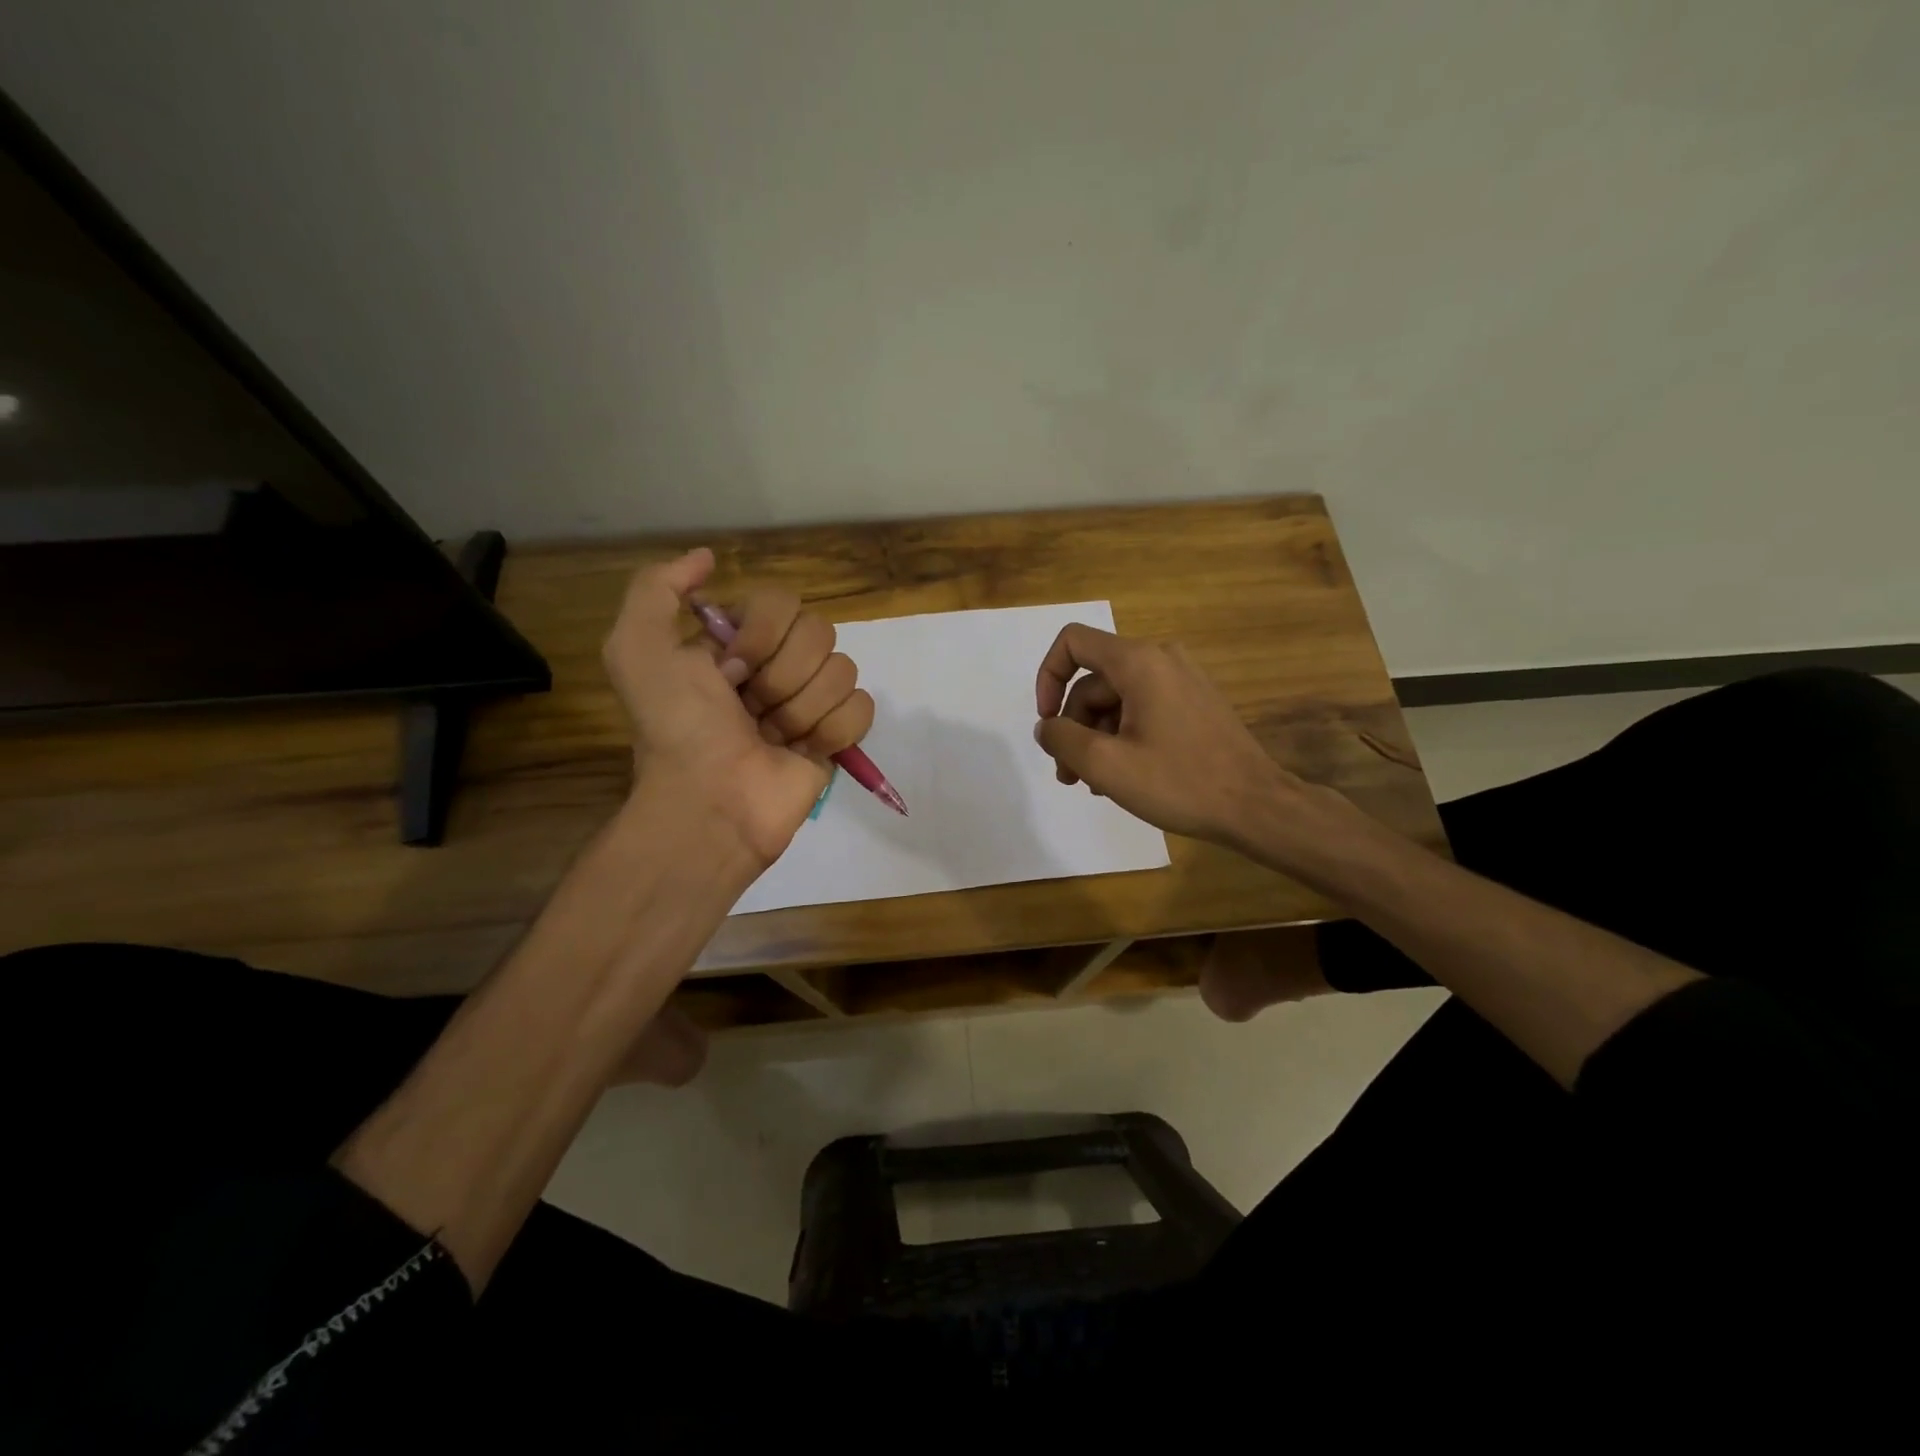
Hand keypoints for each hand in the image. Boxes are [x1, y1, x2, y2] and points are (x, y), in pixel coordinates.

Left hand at [603, 548, 873, 866]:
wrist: (710, 802)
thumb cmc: (677, 728)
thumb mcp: (637, 649)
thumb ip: (657, 588)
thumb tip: (707, 557)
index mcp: (738, 642)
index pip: (783, 601)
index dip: (762, 634)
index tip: (729, 670)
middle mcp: (778, 666)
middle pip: (819, 632)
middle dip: (783, 674)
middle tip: (750, 708)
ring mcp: (811, 702)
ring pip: (843, 670)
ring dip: (802, 708)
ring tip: (772, 737)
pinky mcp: (838, 737)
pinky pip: (862, 708)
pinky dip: (833, 730)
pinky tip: (803, 751)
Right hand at [1033, 624, 1295, 847]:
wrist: (1256, 806)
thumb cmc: (1179, 782)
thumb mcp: (1106, 765)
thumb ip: (1062, 739)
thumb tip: (1046, 727)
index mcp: (1139, 662)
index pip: (1073, 642)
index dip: (1048, 677)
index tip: (1048, 722)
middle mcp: (1161, 659)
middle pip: (1094, 681)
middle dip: (1073, 726)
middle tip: (1069, 775)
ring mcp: (1182, 680)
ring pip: (1117, 700)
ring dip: (1096, 738)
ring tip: (1094, 784)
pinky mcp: (1194, 703)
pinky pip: (1142, 709)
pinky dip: (1123, 737)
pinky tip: (1122, 776)